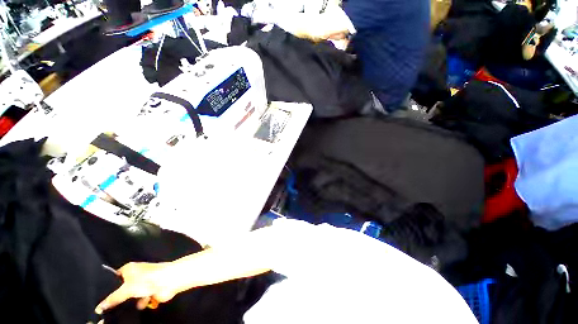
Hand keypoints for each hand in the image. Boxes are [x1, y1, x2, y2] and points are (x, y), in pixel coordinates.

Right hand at [95, 262, 177, 313]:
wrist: (169, 281)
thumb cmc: (147, 280)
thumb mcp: (126, 289)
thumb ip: (112, 299)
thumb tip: (98, 308)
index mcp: (128, 269)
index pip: (112, 278)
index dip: (106, 288)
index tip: (98, 298)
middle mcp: (135, 275)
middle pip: (121, 289)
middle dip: (118, 298)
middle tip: (108, 309)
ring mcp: (142, 284)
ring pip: (130, 297)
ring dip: (131, 302)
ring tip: (127, 306)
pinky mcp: (149, 292)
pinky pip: (140, 301)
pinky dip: (140, 304)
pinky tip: (141, 304)